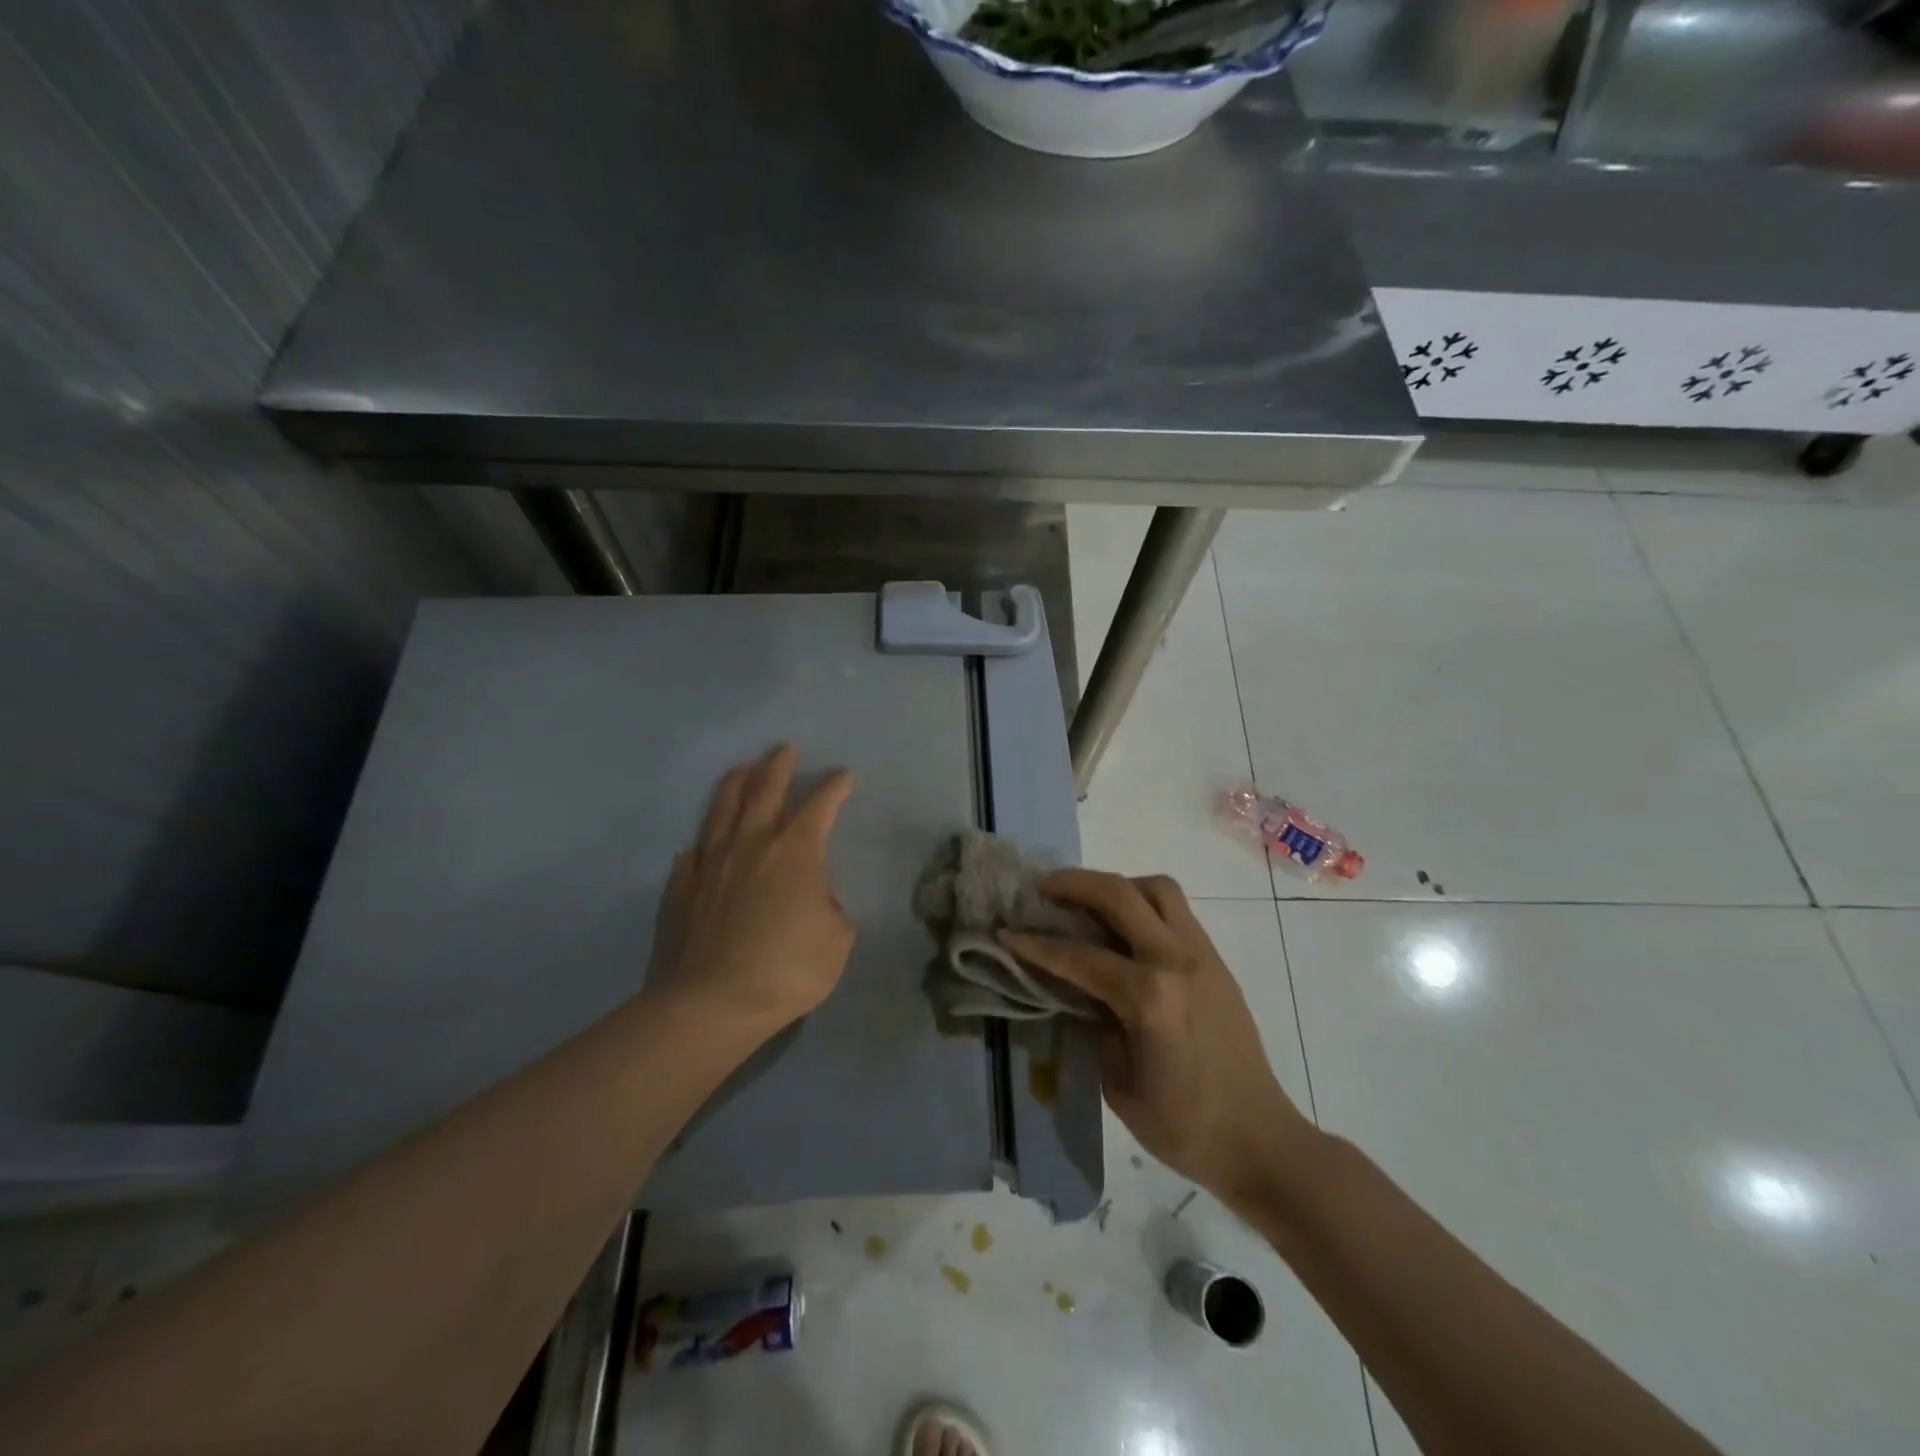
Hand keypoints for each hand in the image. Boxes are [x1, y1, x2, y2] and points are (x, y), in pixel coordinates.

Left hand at [654, 745, 855, 1039]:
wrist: (714, 1002)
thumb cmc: (789, 968)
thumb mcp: (837, 939)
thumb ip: (830, 908)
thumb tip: (813, 899)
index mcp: (796, 850)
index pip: (819, 804)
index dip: (834, 786)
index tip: (844, 775)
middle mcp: (752, 843)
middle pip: (765, 790)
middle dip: (778, 766)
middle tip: (785, 749)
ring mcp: (712, 862)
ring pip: (723, 810)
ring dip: (735, 784)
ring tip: (741, 768)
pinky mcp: (682, 888)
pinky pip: (693, 854)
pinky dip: (702, 842)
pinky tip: (700, 843)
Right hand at [1002, 870, 1312, 1203]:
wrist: (1259, 1140)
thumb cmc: (1183, 1126)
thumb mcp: (1118, 1082)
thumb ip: (1096, 1023)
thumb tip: (1081, 990)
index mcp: (1150, 997)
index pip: (1080, 957)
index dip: (1036, 945)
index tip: (1007, 932)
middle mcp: (1177, 960)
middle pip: (1120, 895)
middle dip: (1075, 884)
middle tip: (1043, 888)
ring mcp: (1202, 955)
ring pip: (1157, 889)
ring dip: (1118, 886)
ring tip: (1090, 903)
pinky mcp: (1215, 961)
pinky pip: (1176, 912)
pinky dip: (1143, 905)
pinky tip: (1125, 930)